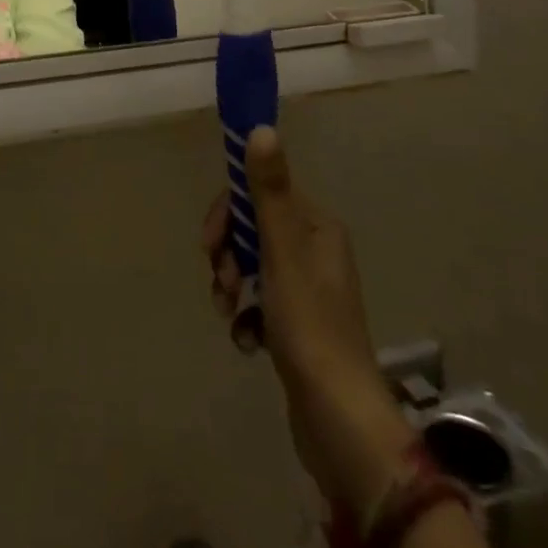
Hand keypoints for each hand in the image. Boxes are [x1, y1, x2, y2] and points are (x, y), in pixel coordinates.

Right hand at [204, 126, 417, 513]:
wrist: (338, 420)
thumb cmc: (309, 326)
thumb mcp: (282, 252)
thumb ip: (269, 190)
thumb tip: (260, 128)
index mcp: (316, 226)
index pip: (261, 192)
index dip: (230, 212)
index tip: (209, 241)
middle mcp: (315, 250)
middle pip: (253, 228)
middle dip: (228, 252)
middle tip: (220, 281)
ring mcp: (308, 290)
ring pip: (251, 265)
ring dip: (231, 284)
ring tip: (228, 314)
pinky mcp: (298, 326)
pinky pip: (259, 302)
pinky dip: (246, 317)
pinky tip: (245, 341)